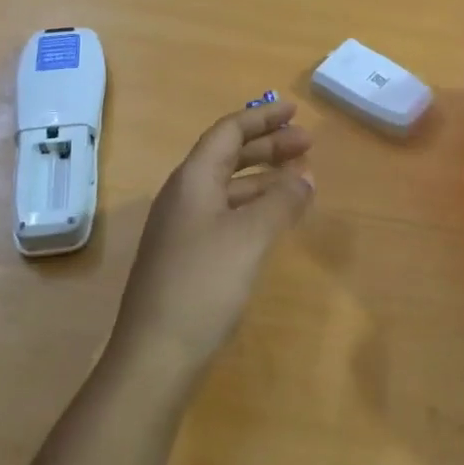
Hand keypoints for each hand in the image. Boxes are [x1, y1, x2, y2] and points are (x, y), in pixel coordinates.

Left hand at [111, 100, 313, 379]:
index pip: (228, 132)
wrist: (156, 354)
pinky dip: (254, 207)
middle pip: (227, 156)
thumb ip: (281, 201)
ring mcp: (182, 228)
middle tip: (307, 144)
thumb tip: (306, 178)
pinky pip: (226, 214)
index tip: (294, 110)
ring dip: (263, 178)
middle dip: (268, 146)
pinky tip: (274, 220)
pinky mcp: (187, 256)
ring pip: (228, 187)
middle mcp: (184, 196)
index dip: (262, 118)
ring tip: (301, 180)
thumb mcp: (250, 236)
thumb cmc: (204, 283)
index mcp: (192, 179)